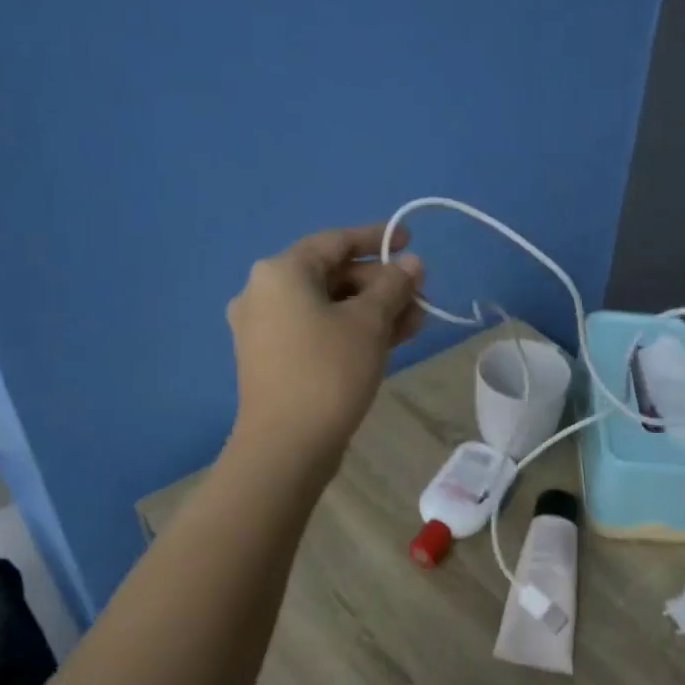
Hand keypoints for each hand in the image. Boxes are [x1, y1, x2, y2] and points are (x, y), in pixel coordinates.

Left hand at [226, 221, 424, 464]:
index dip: (378, 238)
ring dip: (373, 309)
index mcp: (281, 271)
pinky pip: (318, 329)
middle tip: (421, 296)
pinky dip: (352, 329)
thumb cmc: (328, 371)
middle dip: (381, 283)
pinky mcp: (273, 358)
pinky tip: (391, 339)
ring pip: (329, 305)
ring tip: (417, 321)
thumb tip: (411, 263)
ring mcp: (265, 328)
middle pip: (333, 274)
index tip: (411, 241)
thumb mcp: (369, 323)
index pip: (336, 240)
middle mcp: (264, 292)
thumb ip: (393, 286)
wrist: (285, 447)